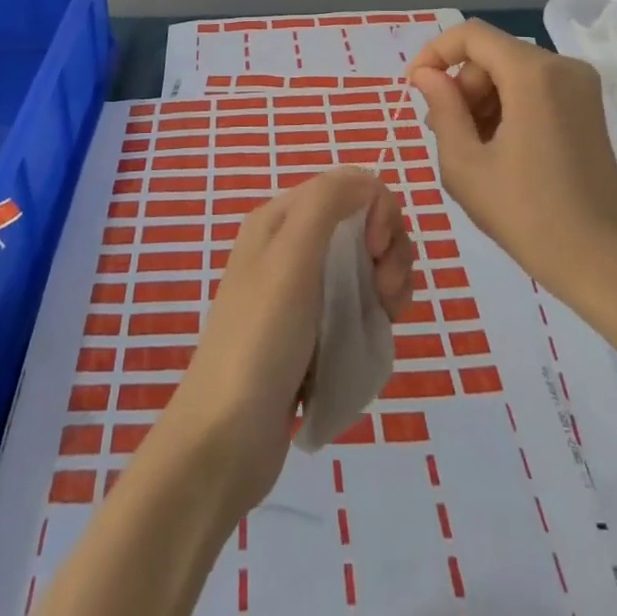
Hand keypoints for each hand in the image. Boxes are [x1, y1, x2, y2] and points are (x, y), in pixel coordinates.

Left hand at [156, 169, 413, 517]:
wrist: (227, 436)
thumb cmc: (261, 338)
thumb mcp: (291, 256)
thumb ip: (327, 201)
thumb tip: (367, 180)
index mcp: (281, 219)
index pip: (350, 186)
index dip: (378, 212)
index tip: (378, 254)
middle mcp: (291, 245)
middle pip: (363, 224)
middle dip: (389, 251)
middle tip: (385, 295)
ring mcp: (303, 290)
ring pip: (366, 264)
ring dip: (388, 283)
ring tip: (384, 319)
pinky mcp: (313, 329)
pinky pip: (359, 302)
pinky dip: (376, 312)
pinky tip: (376, 335)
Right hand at [408, 21, 616, 360]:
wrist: (605, 263)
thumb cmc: (527, 215)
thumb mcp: (465, 164)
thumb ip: (442, 108)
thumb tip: (427, 75)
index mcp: (533, 74)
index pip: (471, 35)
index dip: (434, 53)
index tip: (414, 88)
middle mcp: (562, 67)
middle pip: (492, 54)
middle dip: (461, 85)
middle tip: (442, 131)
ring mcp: (581, 87)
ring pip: (512, 71)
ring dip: (482, 99)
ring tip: (469, 146)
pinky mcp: (588, 108)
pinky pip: (534, 88)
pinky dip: (508, 106)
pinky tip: (497, 148)